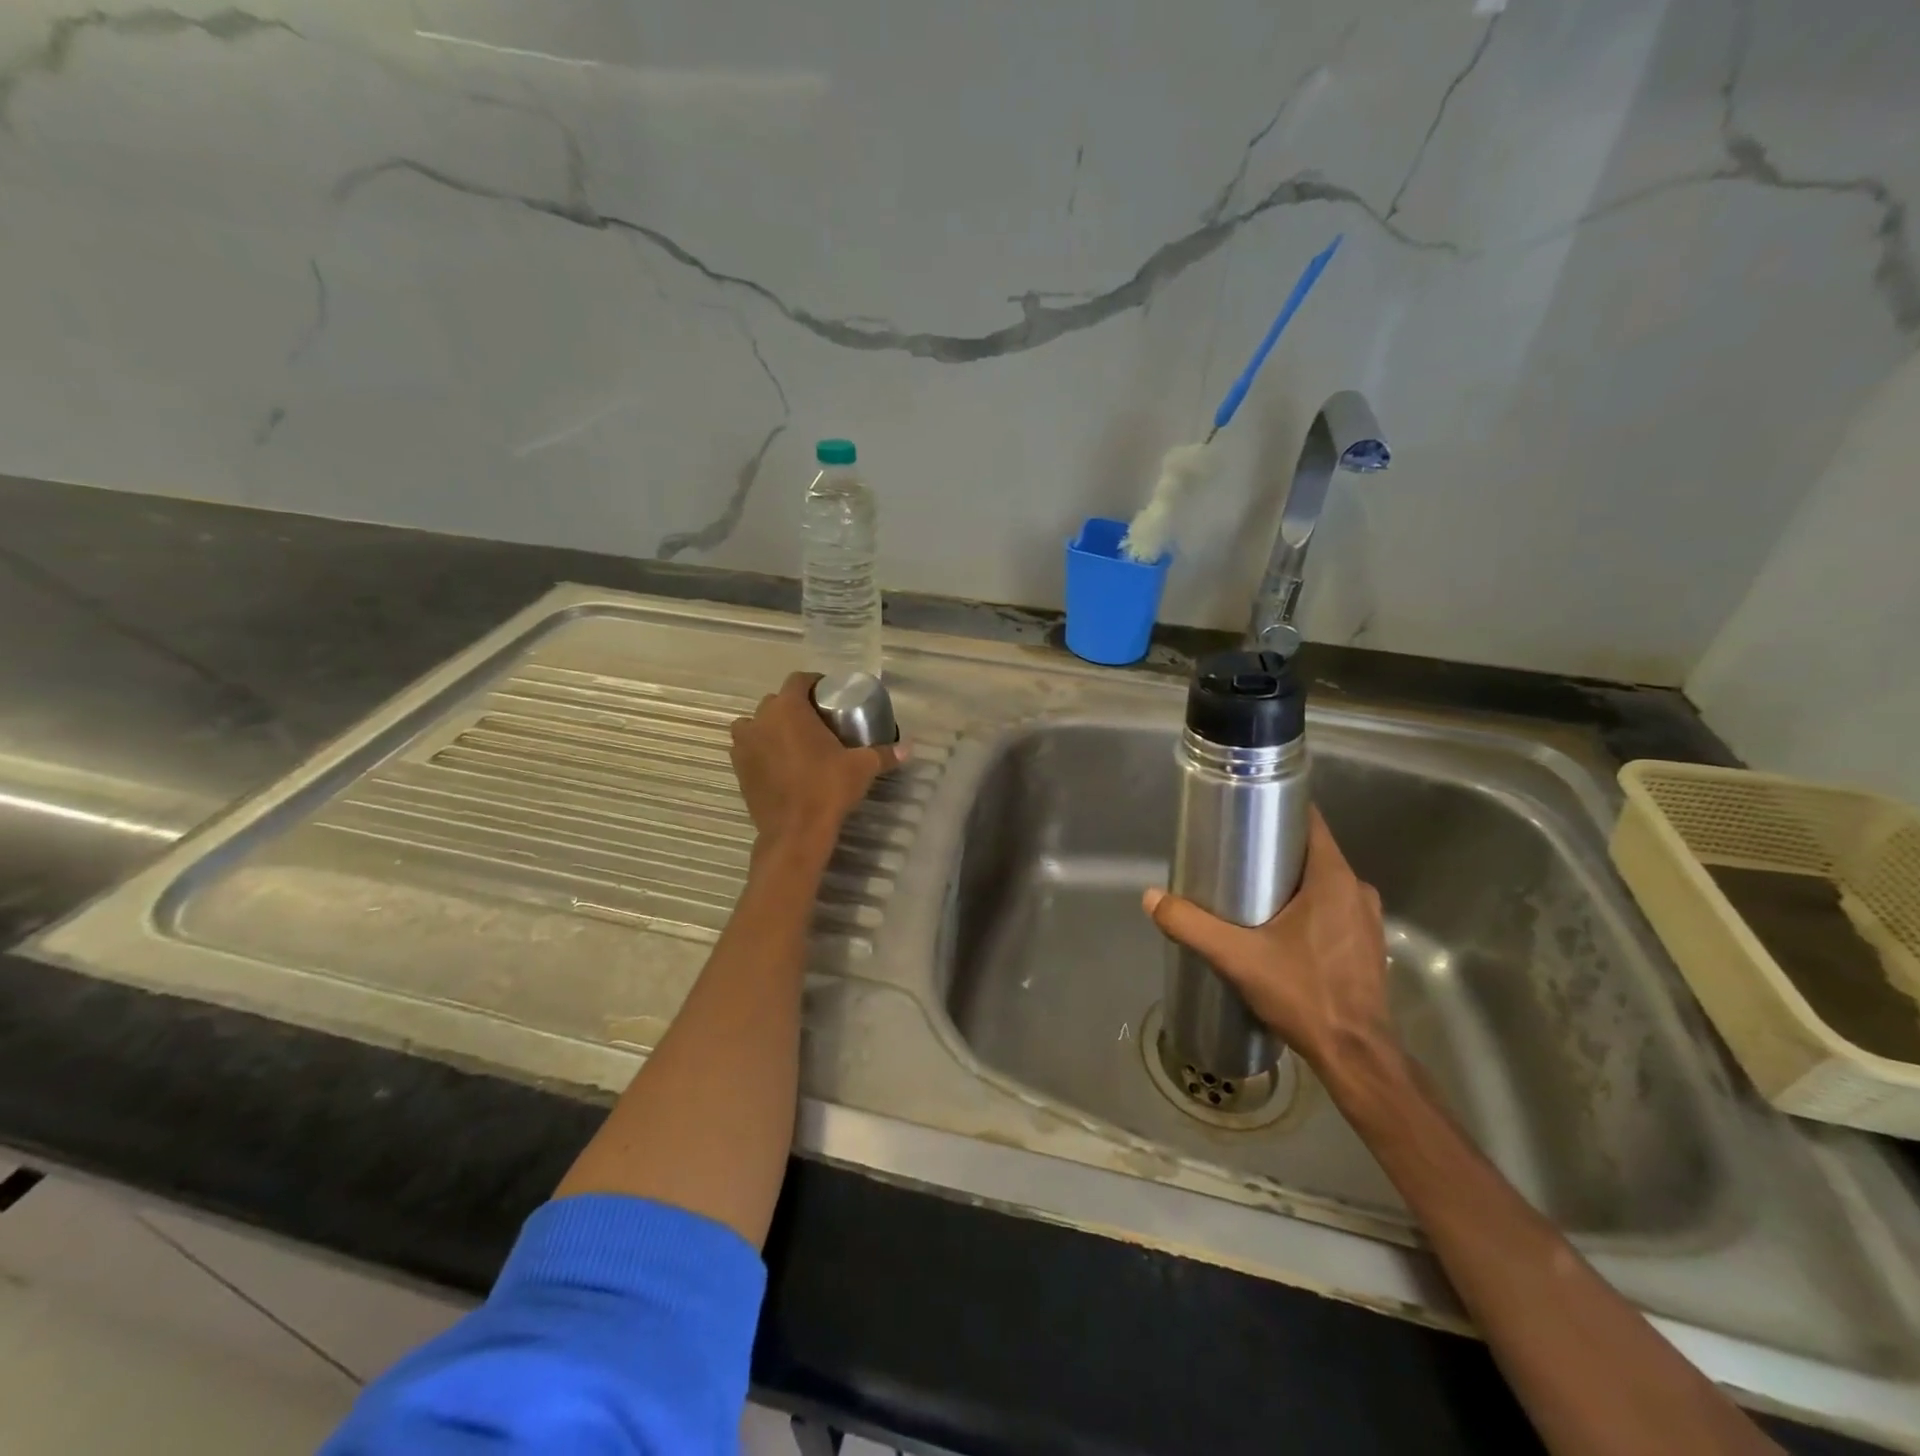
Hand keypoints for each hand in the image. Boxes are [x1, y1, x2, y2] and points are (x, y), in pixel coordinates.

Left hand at [730, 672, 905, 854]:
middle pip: (776, 701)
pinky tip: (779, 763)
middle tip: (817, 722)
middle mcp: (761, 720)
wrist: (794, 832)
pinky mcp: (738, 768)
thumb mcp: (861, 768)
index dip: (814, 683)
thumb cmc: (827, 790)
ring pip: (756, 723)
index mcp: (788, 709)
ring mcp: (744, 744)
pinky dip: (760, 749)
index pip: (798, 680)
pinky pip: (748, 747)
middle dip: (795, 707)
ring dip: (771, 726)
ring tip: (794, 741)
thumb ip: (884, 753)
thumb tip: (908, 748)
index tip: (829, 696)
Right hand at [1142, 808, 1393, 1079]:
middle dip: (1275, 850)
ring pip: (1323, 883)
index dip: (1278, 809)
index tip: (1245, 812)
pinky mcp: (1368, 946)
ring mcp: (1367, 920)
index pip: (1310, 822)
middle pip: (1312, 852)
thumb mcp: (1237, 957)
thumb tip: (1151, 898)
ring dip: (1292, 882)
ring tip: (1252, 893)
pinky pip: (1334, 909)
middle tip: (1235, 857)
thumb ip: (1191, 925)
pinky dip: (1309, 908)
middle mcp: (1357, 891)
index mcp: (1334, 879)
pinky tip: (1280, 929)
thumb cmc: (1303, 994)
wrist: (1355, 1055)